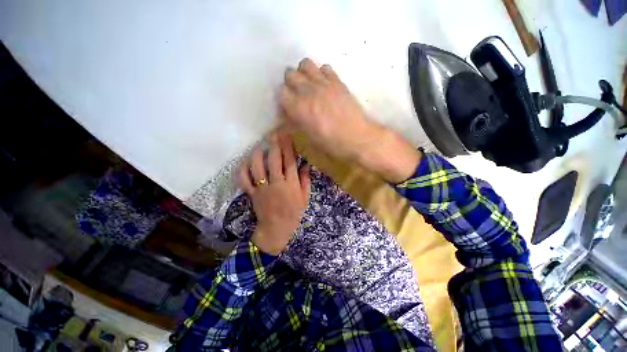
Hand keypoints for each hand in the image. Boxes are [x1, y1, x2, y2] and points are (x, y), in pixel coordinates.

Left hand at [238, 132, 310, 254]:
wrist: (276, 229)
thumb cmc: (293, 213)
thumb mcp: (304, 198)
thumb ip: (305, 181)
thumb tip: (306, 165)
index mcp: (290, 185)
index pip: (289, 162)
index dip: (288, 147)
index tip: (286, 136)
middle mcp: (276, 183)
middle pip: (274, 161)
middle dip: (274, 145)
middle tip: (273, 134)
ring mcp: (262, 188)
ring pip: (257, 168)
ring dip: (257, 155)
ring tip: (259, 147)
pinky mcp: (252, 194)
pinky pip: (244, 180)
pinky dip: (242, 170)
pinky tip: (244, 162)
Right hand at [279, 58, 420, 183]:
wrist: (357, 138)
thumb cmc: (332, 143)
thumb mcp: (310, 138)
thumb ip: (297, 123)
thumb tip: (290, 116)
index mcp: (299, 108)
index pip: (281, 92)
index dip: (284, 99)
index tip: (289, 106)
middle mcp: (308, 91)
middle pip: (290, 74)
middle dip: (290, 83)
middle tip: (297, 94)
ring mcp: (324, 84)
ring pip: (306, 64)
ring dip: (304, 73)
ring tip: (309, 85)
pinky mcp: (338, 82)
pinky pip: (325, 67)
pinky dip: (321, 73)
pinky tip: (325, 85)